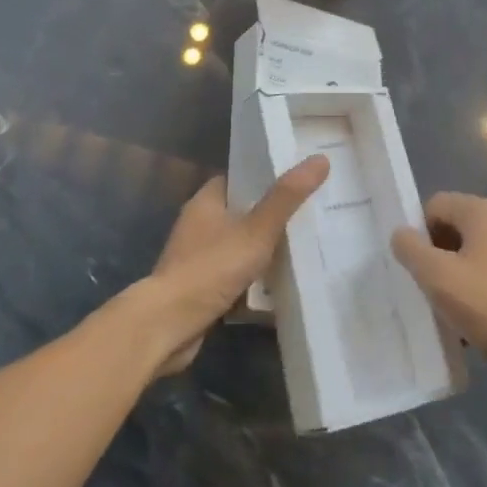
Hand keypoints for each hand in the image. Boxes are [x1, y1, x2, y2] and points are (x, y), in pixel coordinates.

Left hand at [138, 156, 329, 376]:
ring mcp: (197, 257)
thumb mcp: (256, 230)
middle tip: (310, 214)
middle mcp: (199, 224)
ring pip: (239, 245)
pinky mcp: (200, 288)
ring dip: (263, 250)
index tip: (299, 179)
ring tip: (303, 248)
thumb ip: (286, 198)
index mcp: (206, 201)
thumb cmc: (210, 269)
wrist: (167, 326)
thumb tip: (319, 160)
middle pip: (242, 212)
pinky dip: (252, 279)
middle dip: (271, 216)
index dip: (268, 176)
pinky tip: (279, 286)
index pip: (240, 177)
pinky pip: (234, 275)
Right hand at [391, 192, 486, 389]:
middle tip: (437, 292)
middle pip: (460, 227)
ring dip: (465, 274)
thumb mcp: (439, 280)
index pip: (436, 205)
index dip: (420, 234)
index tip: (420, 270)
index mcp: (485, 210)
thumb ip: (411, 250)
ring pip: (482, 250)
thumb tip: (401, 234)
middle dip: (443, 256)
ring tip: (460, 313)